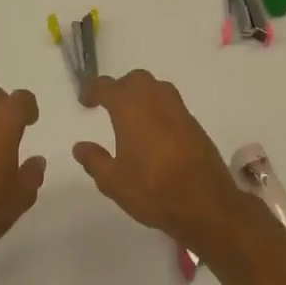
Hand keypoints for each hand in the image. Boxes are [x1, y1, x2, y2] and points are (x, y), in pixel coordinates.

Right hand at [72, 70, 259, 252]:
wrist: (205, 204)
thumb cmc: (152, 190)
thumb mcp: (113, 181)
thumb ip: (94, 160)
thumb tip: (80, 147)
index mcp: (130, 108)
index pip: (107, 87)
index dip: (93, 90)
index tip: (85, 102)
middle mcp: (156, 101)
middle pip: (136, 80)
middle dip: (120, 88)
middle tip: (110, 106)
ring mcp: (179, 111)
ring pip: (158, 88)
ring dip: (142, 95)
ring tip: (133, 117)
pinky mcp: (195, 125)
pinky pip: (173, 106)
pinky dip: (159, 110)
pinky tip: (155, 133)